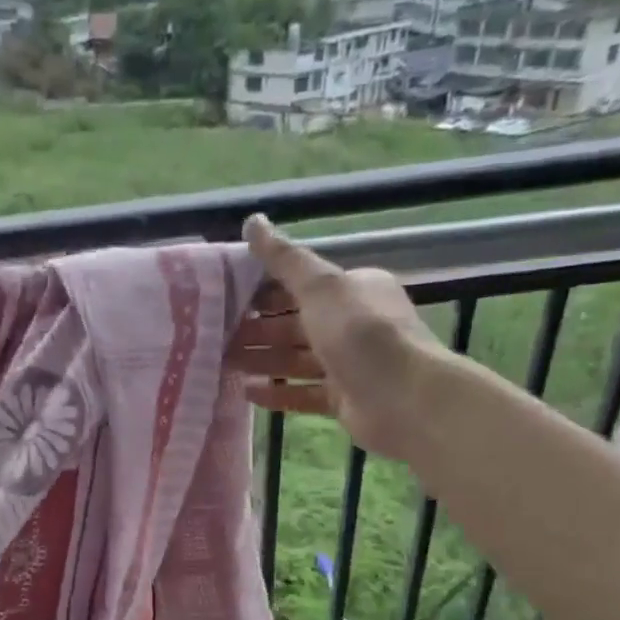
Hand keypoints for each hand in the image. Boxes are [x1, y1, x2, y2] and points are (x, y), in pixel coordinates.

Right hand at [229, 213, 443, 459]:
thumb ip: (284, 258)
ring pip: (296, 358)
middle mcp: (353, 324)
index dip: (263, 290)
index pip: (301, 285)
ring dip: (261, 359)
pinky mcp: (344, 399)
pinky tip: (247, 394)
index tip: (225, 298)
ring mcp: (349, 364)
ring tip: (223, 363)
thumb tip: (253, 220)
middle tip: (216, 335)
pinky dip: (277, 392)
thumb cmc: (360, 333)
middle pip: (295, 323)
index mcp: (353, 290)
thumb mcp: (320, 287)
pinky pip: (303, 392)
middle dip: (257, 329)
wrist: (404, 398)